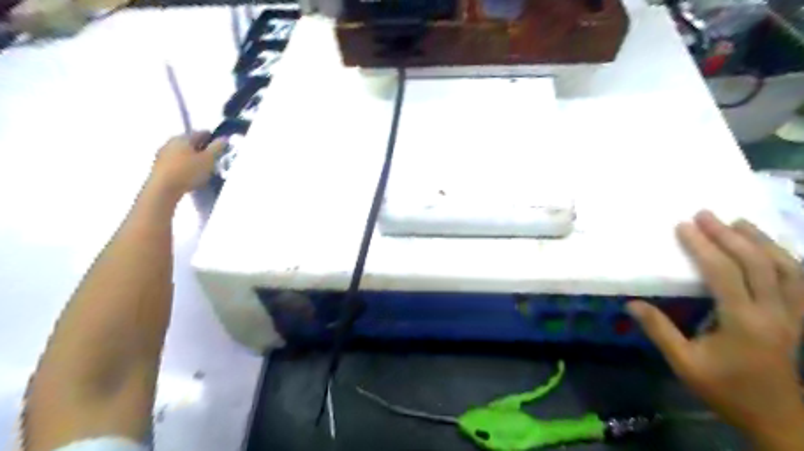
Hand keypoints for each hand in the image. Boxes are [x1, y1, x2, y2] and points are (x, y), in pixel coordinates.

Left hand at [147, 131, 224, 199]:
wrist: (163, 189)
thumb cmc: (188, 172)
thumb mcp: (209, 159)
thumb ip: (217, 147)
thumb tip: (224, 138)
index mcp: (184, 137)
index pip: (202, 133)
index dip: (213, 139)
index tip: (221, 147)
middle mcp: (171, 141)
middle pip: (191, 142)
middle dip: (202, 149)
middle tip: (212, 159)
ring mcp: (163, 153)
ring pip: (183, 152)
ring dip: (193, 157)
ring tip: (202, 168)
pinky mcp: (159, 165)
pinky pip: (176, 161)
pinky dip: (185, 164)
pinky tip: (190, 174)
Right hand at [627, 210, 803, 446]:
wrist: (778, 419)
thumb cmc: (726, 390)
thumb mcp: (685, 364)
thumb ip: (660, 331)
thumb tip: (631, 303)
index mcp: (744, 322)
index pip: (724, 273)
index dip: (703, 247)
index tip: (684, 226)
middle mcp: (775, 312)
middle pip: (757, 263)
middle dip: (729, 235)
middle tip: (707, 214)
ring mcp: (794, 315)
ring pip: (786, 268)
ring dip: (761, 241)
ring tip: (739, 222)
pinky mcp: (799, 319)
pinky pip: (799, 281)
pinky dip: (786, 259)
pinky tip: (771, 249)